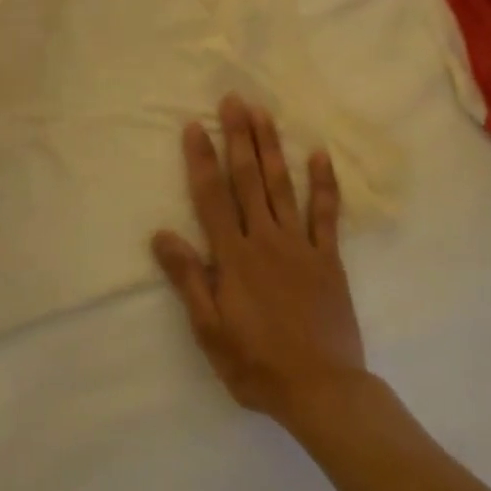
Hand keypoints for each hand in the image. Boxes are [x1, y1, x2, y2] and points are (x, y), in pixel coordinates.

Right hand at [152, 95, 366, 425]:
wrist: (322, 391)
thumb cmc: (256, 364)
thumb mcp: (209, 330)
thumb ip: (188, 279)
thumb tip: (162, 234)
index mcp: (234, 257)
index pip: (212, 198)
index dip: (201, 160)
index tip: (195, 126)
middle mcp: (266, 240)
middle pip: (249, 180)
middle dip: (239, 138)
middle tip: (234, 100)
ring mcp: (300, 246)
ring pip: (283, 186)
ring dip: (271, 148)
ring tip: (264, 113)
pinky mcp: (328, 259)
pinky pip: (326, 214)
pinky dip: (324, 183)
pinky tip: (319, 154)